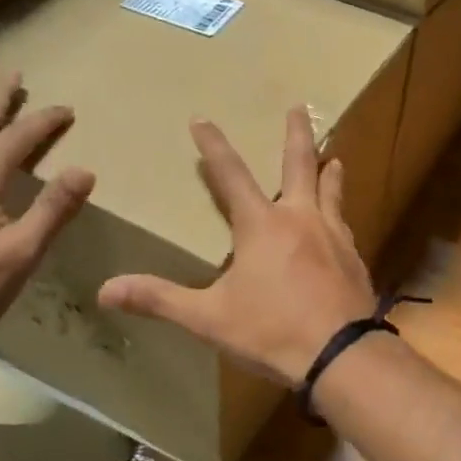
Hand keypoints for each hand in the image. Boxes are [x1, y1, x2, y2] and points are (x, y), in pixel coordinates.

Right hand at [98, 108, 375, 386]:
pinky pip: (346, 225)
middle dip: (296, 134)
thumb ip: (160, 300)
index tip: (202, 119)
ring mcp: (334, 236)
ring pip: (332, 192)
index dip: (214, 146)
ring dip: (329, 172)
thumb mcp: (209, 318)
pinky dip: (341, 214)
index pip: (231, 175)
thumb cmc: (272, 331)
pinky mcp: (355, 258)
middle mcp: (301, 219)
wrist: (342, 354)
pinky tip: (343, 223)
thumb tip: (105, 290)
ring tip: (334, 158)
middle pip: (299, 165)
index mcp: (262, 225)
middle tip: (300, 106)